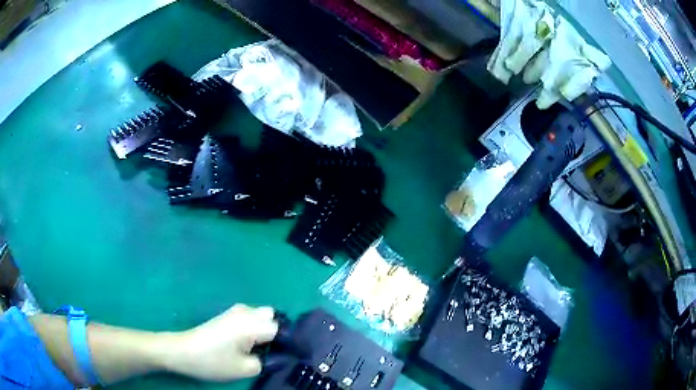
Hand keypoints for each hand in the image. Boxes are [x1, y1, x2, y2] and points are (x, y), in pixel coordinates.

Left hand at [162, 304, 278, 380]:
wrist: (182, 351)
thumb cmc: (213, 361)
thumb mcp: (245, 369)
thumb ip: (268, 362)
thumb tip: (279, 356)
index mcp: (252, 324)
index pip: (282, 329)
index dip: (287, 343)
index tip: (287, 357)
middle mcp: (246, 312)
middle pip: (272, 317)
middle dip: (276, 333)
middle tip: (272, 352)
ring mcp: (235, 311)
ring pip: (261, 316)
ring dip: (265, 330)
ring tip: (260, 349)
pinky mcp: (227, 315)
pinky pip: (250, 317)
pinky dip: (255, 328)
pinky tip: (247, 344)